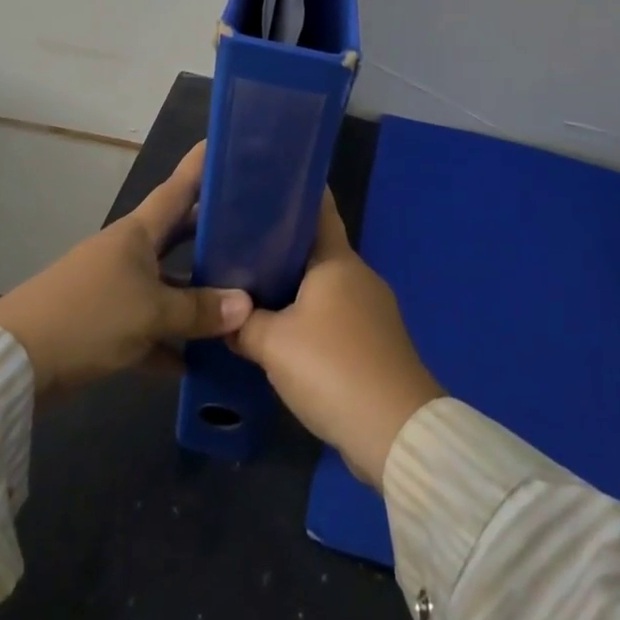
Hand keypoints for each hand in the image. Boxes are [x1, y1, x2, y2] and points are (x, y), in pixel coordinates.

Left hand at [0, 142, 251, 395]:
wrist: (14, 362)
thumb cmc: (88, 317)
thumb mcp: (151, 313)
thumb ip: (199, 310)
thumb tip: (246, 304)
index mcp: (137, 233)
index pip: (178, 189)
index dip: (200, 165)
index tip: (226, 142)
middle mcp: (128, 252)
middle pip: (176, 235)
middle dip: (210, 231)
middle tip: (254, 225)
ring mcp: (114, 288)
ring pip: (166, 283)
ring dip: (196, 292)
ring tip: (241, 295)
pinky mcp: (104, 325)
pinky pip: (149, 327)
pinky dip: (171, 341)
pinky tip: (199, 362)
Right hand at [229, 191, 443, 490]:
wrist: (396, 432)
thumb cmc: (332, 368)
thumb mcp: (273, 344)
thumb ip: (243, 324)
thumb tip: (223, 315)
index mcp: (337, 260)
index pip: (318, 209)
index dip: (293, 194)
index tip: (262, 187)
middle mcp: (359, 275)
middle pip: (316, 250)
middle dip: (281, 247)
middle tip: (239, 247)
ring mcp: (373, 309)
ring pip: (325, 286)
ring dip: (295, 288)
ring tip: (253, 290)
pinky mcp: (377, 342)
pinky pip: (337, 316)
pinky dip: (311, 318)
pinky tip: (284, 333)